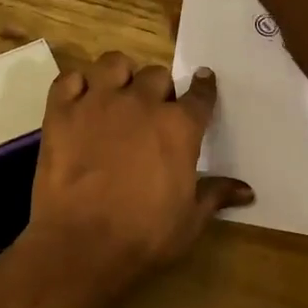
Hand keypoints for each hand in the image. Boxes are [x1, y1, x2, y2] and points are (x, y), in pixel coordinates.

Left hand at [25, 52, 252, 287]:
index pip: (199, 95)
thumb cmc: (144, 235)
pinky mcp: (60, 113)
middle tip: (152, 109)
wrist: (82, 244)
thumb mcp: (189, 220)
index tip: (203, 81)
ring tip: (116, 94)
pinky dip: (75, 86)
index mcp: (178, 127)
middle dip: (158, 89)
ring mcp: (97, 103)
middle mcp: (140, 103)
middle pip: (156, 75)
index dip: (203, 87)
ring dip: (119, 75)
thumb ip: (215, 195)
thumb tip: (247, 190)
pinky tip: (78, 102)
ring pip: (113, 63)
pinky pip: (68, 80)